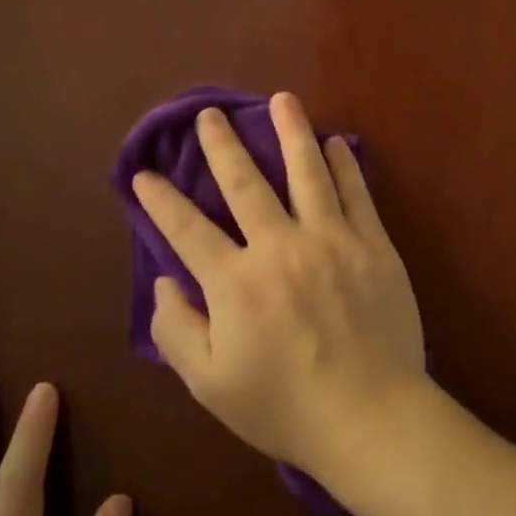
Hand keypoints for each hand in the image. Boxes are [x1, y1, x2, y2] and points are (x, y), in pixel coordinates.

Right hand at [130, 92, 428, 480]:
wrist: (371, 416)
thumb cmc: (285, 407)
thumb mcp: (211, 384)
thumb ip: (177, 330)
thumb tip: (163, 281)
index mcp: (235, 283)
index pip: (186, 229)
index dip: (160, 199)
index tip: (143, 174)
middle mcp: (280, 247)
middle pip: (245, 182)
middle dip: (221, 145)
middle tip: (209, 115)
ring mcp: (331, 240)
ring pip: (307, 171)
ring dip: (291, 131)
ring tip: (281, 99)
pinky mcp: (373, 244)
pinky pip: (356, 192)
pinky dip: (344, 164)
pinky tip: (335, 143)